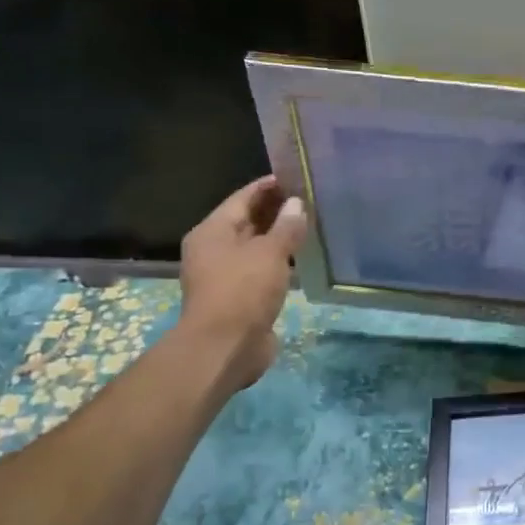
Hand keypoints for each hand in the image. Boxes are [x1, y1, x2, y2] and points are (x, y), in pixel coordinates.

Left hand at [178, 176, 307, 386]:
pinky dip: (280, 261)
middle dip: (277, 210)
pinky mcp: (240, 297)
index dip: (269, 186)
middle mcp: (215, 249)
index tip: (298, 176)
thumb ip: (286, 227)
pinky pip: (262, 269)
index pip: (243, 197)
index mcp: (212, 231)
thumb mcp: (270, 253)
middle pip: (248, 221)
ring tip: (312, 225)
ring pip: (257, 246)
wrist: (225, 348)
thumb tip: (296, 204)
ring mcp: (226, 274)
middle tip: (311, 199)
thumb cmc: (243, 291)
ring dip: (280, 237)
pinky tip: (303, 257)